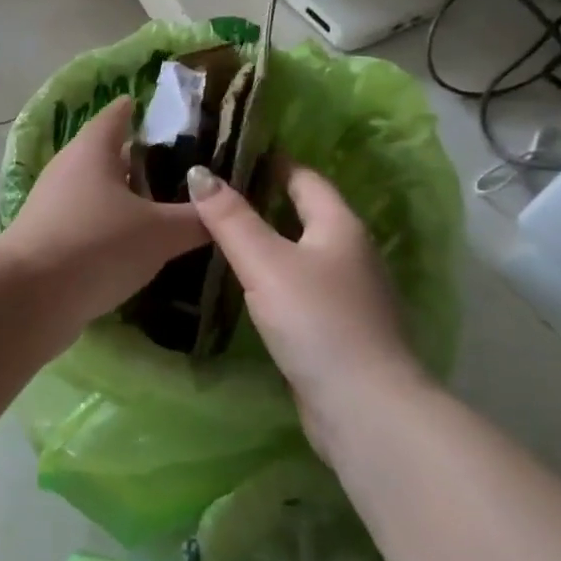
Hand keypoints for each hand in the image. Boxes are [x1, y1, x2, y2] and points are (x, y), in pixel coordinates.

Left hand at [0, 97, 207, 331]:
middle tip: (188, 171)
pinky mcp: (48, 240)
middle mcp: (69, 169)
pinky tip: (138, 247)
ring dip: (129, 199)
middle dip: (146, 162)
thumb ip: (197, 219)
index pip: (120, 114)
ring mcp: (53, 205)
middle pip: (111, 155)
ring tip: (170, 210)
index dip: (146, 110)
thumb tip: (225, 209)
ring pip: (99, 192)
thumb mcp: (160, 232)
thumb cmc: (97, 245)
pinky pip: (89, 224)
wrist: (29, 298)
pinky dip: (113, 229)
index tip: (177, 115)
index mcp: (93, 149)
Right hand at [186, 162, 427, 417]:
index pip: (304, 179)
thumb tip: (198, 172)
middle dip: (263, 202)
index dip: (271, 163)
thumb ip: (230, 219)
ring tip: (219, 236)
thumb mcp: (266, 263)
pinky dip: (273, 278)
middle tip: (212, 195)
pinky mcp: (337, 328)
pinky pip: (300, 288)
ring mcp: (348, 294)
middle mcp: (350, 254)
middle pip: (304, 215)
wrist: (362, 406)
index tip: (230, 154)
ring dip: (267, 243)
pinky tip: (245, 286)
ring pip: (301, 254)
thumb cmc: (316, 321)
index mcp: (340, 227)